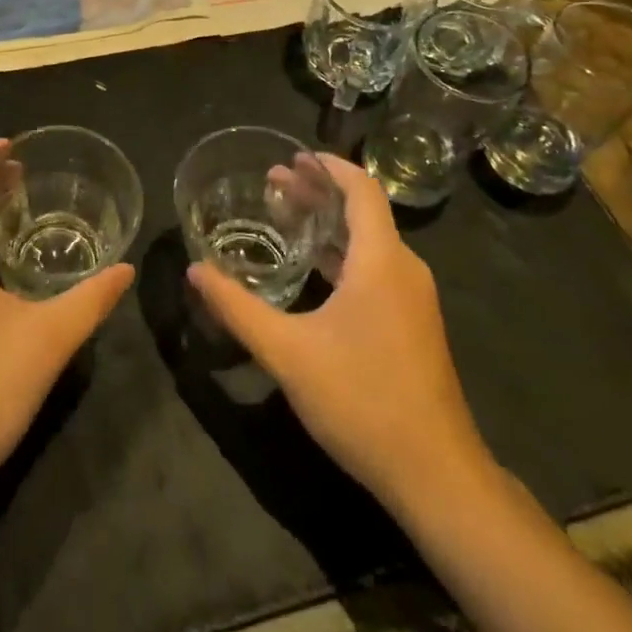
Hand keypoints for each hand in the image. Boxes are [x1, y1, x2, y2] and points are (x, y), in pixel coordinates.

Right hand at [187, 154, 490, 515]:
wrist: (436, 476)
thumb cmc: (362, 399)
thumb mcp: (287, 352)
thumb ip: (237, 308)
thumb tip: (194, 270)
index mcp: (382, 260)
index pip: (361, 189)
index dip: (329, 166)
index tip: (294, 155)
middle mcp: (404, 269)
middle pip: (363, 211)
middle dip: (319, 192)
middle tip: (274, 182)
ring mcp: (413, 299)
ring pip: (370, 242)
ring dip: (329, 224)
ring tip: (286, 215)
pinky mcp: (413, 325)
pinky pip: (376, 268)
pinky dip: (343, 254)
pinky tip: (313, 269)